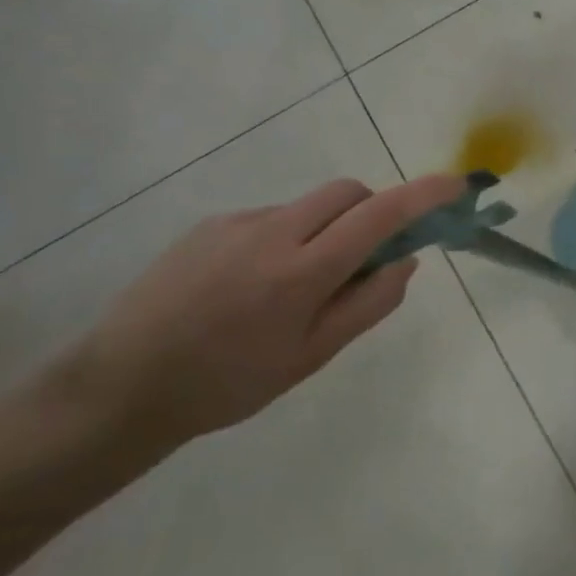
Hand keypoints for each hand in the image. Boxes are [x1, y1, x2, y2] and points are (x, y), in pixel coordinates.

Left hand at [62, 176, 465, 447]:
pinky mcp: (208, 226)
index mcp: (302, 272)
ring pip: (309, 206)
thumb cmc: (229, 384)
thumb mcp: (313, 356)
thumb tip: (406, 258)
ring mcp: (235, 224)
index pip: (380, 215)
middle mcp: (272, 233)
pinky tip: (253, 286)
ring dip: (327, 229)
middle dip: (373, 210)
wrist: (118, 390)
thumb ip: (369, 303)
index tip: (457, 185)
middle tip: (368, 255)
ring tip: (295, 287)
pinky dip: (288, 238)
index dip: (425, 194)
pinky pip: (271, 218)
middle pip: (348, 192)